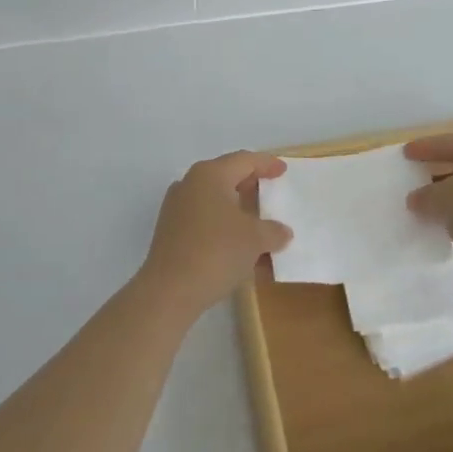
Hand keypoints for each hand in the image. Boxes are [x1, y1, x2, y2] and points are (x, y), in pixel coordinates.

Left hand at [138, 151, 291, 319]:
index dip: (266, 164)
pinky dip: (223, 225)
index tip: (283, 170)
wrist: (169, 291)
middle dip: (250, 183)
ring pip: (214, 198)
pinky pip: (204, 218)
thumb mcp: (255, 239)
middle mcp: (190, 184)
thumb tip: (282, 232)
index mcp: (210, 175)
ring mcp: (176, 207)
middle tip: (270, 189)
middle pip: (226, 175)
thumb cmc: (216, 252)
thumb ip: (273, 231)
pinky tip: (238, 244)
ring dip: (237, 207)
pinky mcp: (170, 231)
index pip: (244, 160)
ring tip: (257, 219)